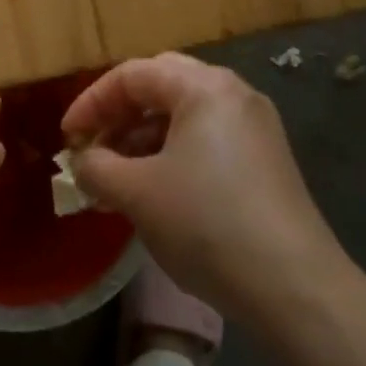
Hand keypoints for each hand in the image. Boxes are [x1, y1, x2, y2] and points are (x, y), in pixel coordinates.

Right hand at [61, 53, 351, 317]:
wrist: (297, 290)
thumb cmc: (207, 224)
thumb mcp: (136, 193)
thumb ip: (97, 168)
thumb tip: (84, 162)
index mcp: (203, 86)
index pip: (132, 75)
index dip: (91, 102)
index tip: (68, 137)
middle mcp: (233, 94)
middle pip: (161, 86)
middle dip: (120, 114)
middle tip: (94, 146)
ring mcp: (255, 128)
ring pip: (184, 115)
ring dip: (144, 138)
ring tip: (118, 176)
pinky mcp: (266, 162)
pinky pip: (207, 140)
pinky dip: (173, 154)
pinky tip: (157, 191)